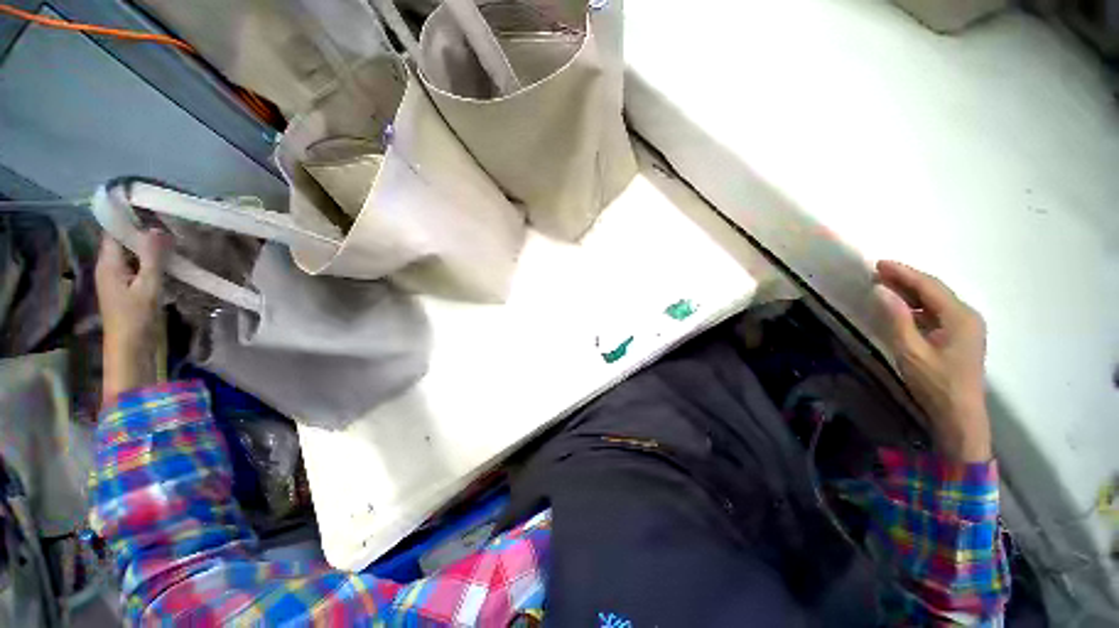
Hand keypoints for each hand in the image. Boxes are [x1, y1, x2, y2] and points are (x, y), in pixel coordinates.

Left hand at [96, 231, 170, 404]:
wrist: (131, 349)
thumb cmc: (136, 318)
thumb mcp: (147, 287)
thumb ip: (152, 258)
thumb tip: (157, 229)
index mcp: (109, 263)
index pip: (114, 230)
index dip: (127, 215)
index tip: (149, 203)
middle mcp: (110, 266)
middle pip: (124, 239)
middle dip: (142, 228)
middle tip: (168, 218)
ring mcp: (119, 278)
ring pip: (133, 253)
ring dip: (150, 244)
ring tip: (173, 236)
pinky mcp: (129, 287)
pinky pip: (140, 265)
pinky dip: (152, 259)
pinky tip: (170, 259)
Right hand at [875, 260, 991, 461]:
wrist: (959, 414)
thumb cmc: (936, 383)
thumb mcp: (911, 351)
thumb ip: (897, 319)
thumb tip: (882, 290)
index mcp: (960, 317)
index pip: (929, 287)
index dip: (904, 273)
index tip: (879, 264)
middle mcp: (967, 316)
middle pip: (934, 291)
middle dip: (907, 279)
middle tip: (878, 271)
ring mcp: (965, 327)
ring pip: (935, 301)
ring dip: (910, 292)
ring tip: (885, 285)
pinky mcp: (959, 337)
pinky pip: (936, 313)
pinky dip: (916, 306)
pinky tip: (901, 307)